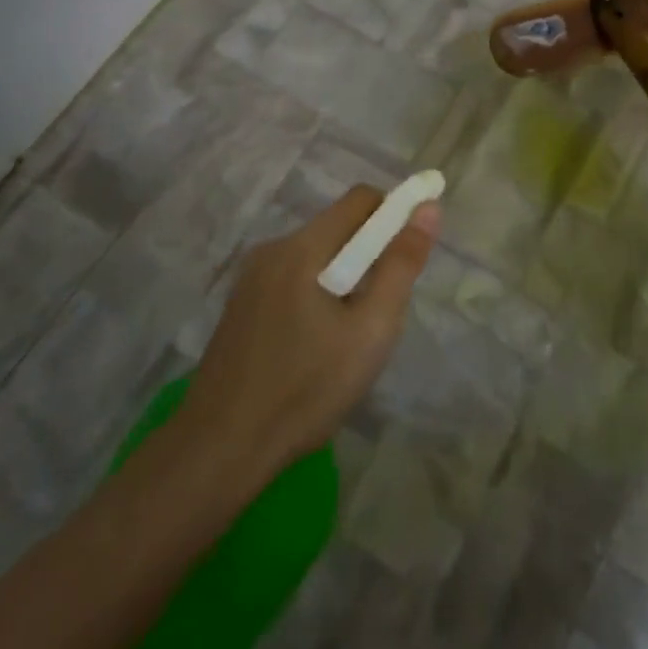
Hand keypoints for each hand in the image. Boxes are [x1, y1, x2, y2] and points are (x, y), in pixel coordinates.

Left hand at [180, 185, 439, 471]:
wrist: (219, 449)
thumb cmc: (305, 389)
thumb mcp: (370, 330)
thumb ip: (401, 265)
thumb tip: (428, 209)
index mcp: (302, 247)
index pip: (361, 199)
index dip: (395, 213)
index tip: (411, 253)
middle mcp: (273, 249)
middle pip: (337, 227)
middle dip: (369, 254)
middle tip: (380, 311)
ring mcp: (251, 278)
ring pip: (316, 256)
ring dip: (343, 278)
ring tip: (348, 338)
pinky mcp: (241, 305)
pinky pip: (293, 279)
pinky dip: (316, 295)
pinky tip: (314, 348)